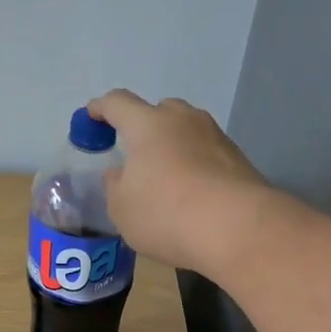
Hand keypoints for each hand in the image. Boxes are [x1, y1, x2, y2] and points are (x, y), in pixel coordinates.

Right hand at [85, 90, 271, 276]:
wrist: (238, 228)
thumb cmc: (166, 214)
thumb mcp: (122, 208)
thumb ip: (116, 185)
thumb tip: (122, 172)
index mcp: (147, 124)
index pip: (117, 103)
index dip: (100, 108)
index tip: (91, 116)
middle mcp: (183, 119)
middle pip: (158, 111)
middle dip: (143, 127)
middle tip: (135, 154)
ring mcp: (215, 136)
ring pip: (186, 131)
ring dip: (173, 146)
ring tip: (166, 176)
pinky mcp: (239, 158)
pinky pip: (207, 153)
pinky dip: (195, 165)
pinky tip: (193, 193)